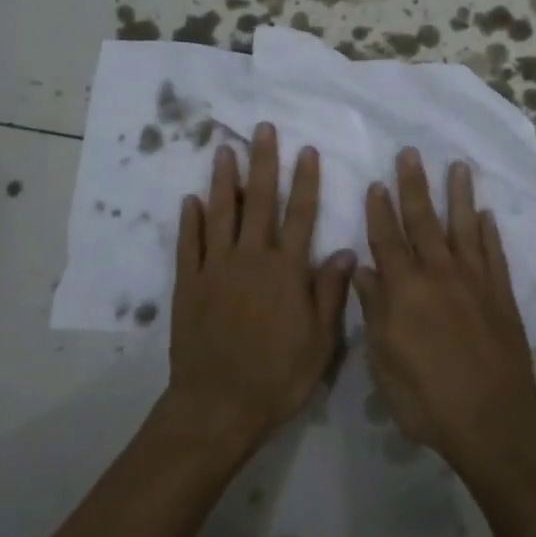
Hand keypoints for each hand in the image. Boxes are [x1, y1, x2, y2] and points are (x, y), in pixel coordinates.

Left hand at [165, 124, 354, 454]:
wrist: (217, 406)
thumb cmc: (277, 376)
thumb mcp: (320, 341)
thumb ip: (330, 292)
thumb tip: (347, 251)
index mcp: (286, 271)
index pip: (300, 215)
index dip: (304, 181)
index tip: (306, 150)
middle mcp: (251, 259)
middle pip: (259, 202)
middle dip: (263, 163)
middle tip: (261, 130)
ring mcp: (215, 269)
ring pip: (220, 214)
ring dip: (224, 180)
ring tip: (224, 150)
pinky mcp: (188, 285)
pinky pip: (188, 244)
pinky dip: (190, 220)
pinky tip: (191, 200)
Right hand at [356, 149, 535, 471]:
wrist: (493, 419)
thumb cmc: (427, 398)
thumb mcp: (385, 361)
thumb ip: (374, 311)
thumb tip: (365, 270)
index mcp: (405, 290)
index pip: (387, 240)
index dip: (380, 211)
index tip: (376, 183)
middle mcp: (439, 274)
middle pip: (423, 221)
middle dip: (414, 185)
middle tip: (410, 153)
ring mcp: (474, 281)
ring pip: (463, 227)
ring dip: (458, 195)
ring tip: (458, 166)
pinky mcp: (501, 294)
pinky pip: (494, 254)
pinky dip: (490, 232)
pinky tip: (487, 215)